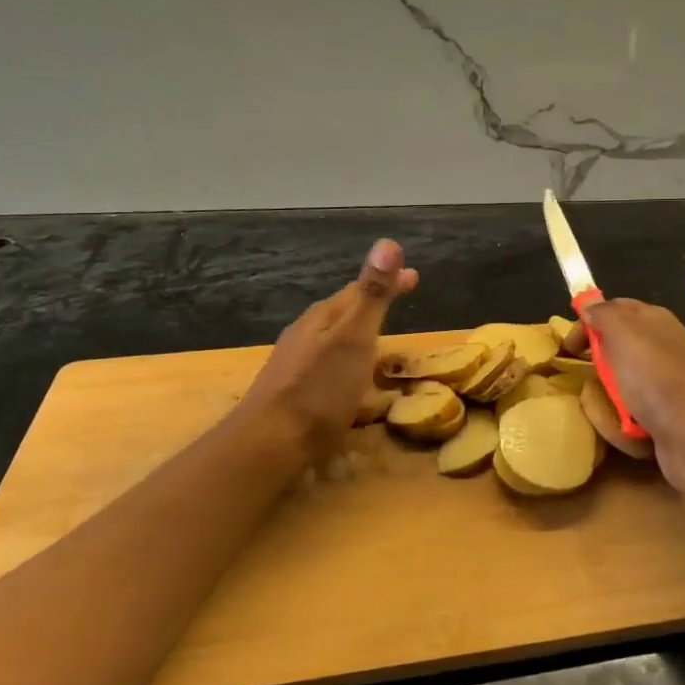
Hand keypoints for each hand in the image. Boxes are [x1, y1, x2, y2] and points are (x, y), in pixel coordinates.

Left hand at [240, 239, 418, 460]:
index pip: (361, 288)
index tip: (415, 275)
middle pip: (345, 310)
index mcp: (324, 317)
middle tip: (401, 297)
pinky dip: (348, 359)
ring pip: (334, 337)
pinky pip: (328, 364)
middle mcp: (307, 333)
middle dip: (374, 302)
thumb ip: (372, 294)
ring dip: (359, 331)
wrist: (270, 442)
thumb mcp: (354, 337)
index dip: (389, 280)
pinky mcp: (294, 392)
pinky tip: (350, 378)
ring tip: (380, 335)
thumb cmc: (319, 389)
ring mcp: (296, 363)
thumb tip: (387, 242)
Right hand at [578, 297, 684, 491]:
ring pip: (625, 383)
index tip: (569, 346)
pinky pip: (637, 412)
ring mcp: (669, 382)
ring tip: (606, 407)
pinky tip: (626, 428)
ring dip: (610, 397)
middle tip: (584, 377)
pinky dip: (627, 421)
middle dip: (599, 363)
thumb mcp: (623, 334)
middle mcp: (665, 346)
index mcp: (655, 320)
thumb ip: (604, 314)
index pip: (616, 308)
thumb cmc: (655, 377)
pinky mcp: (670, 414)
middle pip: (619, 348)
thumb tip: (591, 304)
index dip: (590, 321)